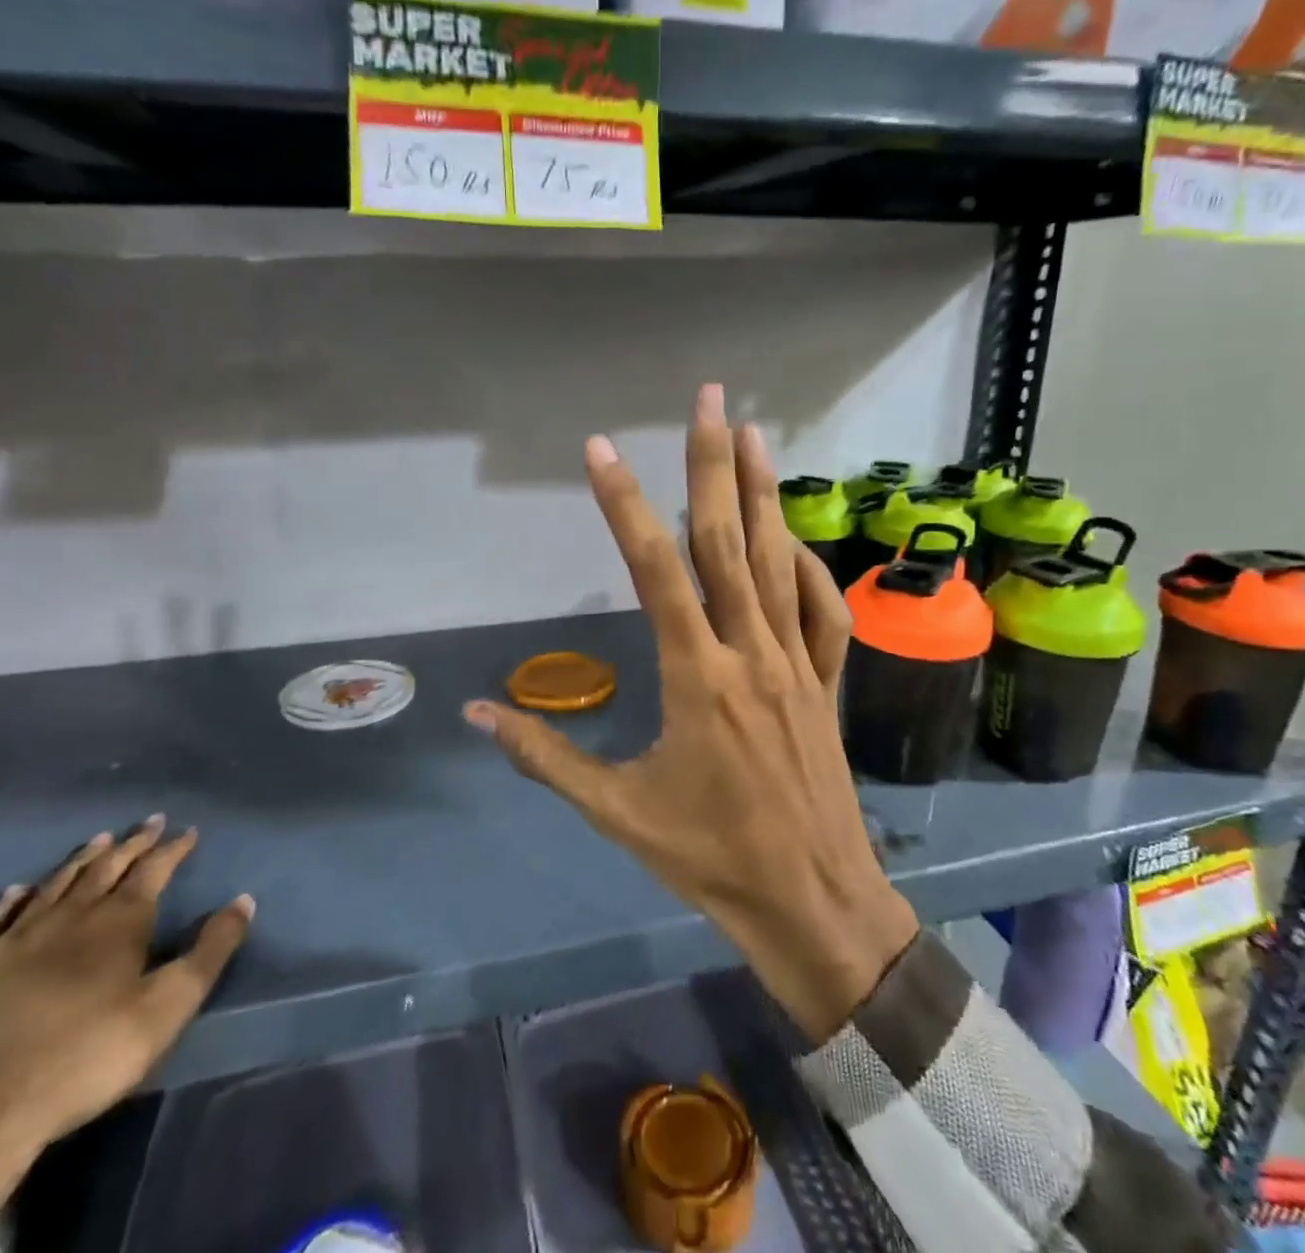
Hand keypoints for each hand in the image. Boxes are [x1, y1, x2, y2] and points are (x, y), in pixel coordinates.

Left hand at [0, 819, 253, 1220]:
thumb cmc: (86, 1057)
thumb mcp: (169, 1006)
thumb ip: (210, 950)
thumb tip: (243, 901)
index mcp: (118, 923)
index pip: (153, 870)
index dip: (172, 849)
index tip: (188, 830)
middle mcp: (66, 919)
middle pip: (104, 869)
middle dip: (131, 844)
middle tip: (148, 822)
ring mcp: (7, 945)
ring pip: (50, 888)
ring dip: (78, 862)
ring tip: (98, 840)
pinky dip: (4, 904)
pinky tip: (13, 892)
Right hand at [467, 384, 917, 1042]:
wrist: (813, 904)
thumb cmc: (710, 859)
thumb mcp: (616, 811)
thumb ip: (546, 756)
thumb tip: (478, 714)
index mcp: (696, 678)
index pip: (654, 571)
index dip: (624, 504)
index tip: (601, 449)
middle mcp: (749, 653)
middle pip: (728, 542)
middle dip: (713, 464)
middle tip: (710, 399)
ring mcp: (796, 663)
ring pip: (781, 562)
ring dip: (766, 493)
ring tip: (754, 434)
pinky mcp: (827, 681)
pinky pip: (823, 611)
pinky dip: (809, 567)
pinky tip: (792, 539)